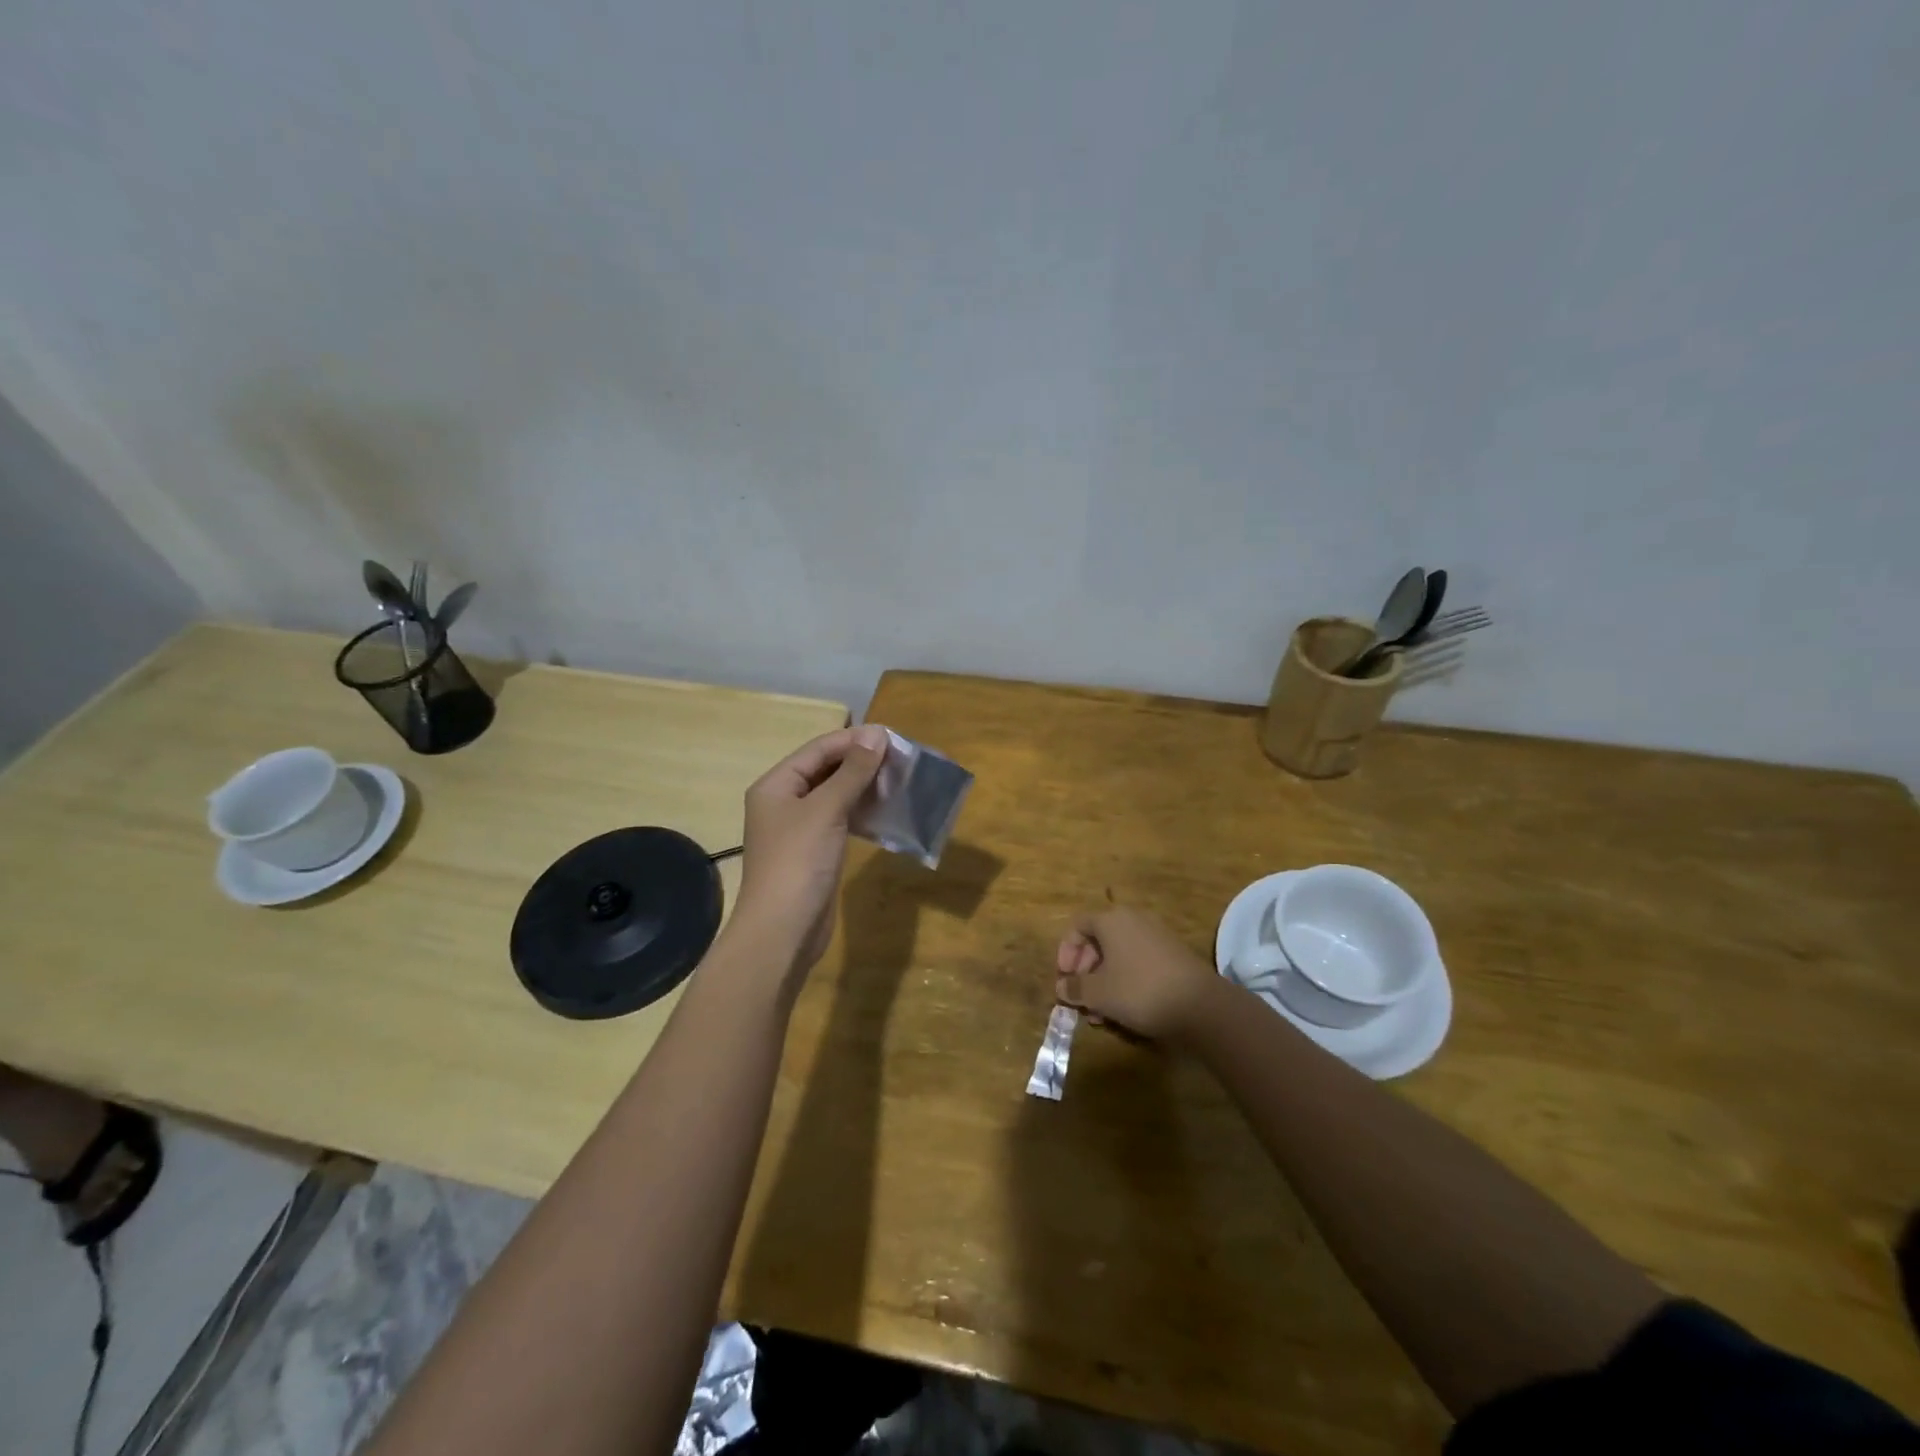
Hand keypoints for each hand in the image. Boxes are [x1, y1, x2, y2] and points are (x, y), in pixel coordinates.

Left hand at [731, 724, 888, 976]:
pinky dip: (862, 812)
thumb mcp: (827, 810)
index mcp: (776, 785)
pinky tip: (887, 811)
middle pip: (826, 770)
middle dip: (861, 763)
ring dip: (865, 787)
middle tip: (901, 760)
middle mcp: (784, 801)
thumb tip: (877, 734)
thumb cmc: (799, 862)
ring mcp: (799, 829)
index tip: (893, 738)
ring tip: (900, 781)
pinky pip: (841, 820)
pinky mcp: (815, 851)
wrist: (783, 931)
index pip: (818, 749)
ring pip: (836, 796)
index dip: (854, 741)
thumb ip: (853, 772)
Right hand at [1055, 907, 1219, 1040]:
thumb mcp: (1098, 993)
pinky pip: (1138, 961)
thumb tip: (1062, 987)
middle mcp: (1134, 920)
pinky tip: (1123, 1009)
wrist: (1200, 1006)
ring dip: (1103, 980)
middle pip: (1098, 940)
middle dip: (1084, 970)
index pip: (1077, 926)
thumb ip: (1075, 988)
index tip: (1063, 978)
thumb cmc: (1139, 991)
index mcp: (1112, 920)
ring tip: (1099, 1012)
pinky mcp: (1172, 955)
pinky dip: (1125, 980)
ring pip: (1118, 954)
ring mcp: (1156, 936)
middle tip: (1080, 997)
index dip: (1065, 952)